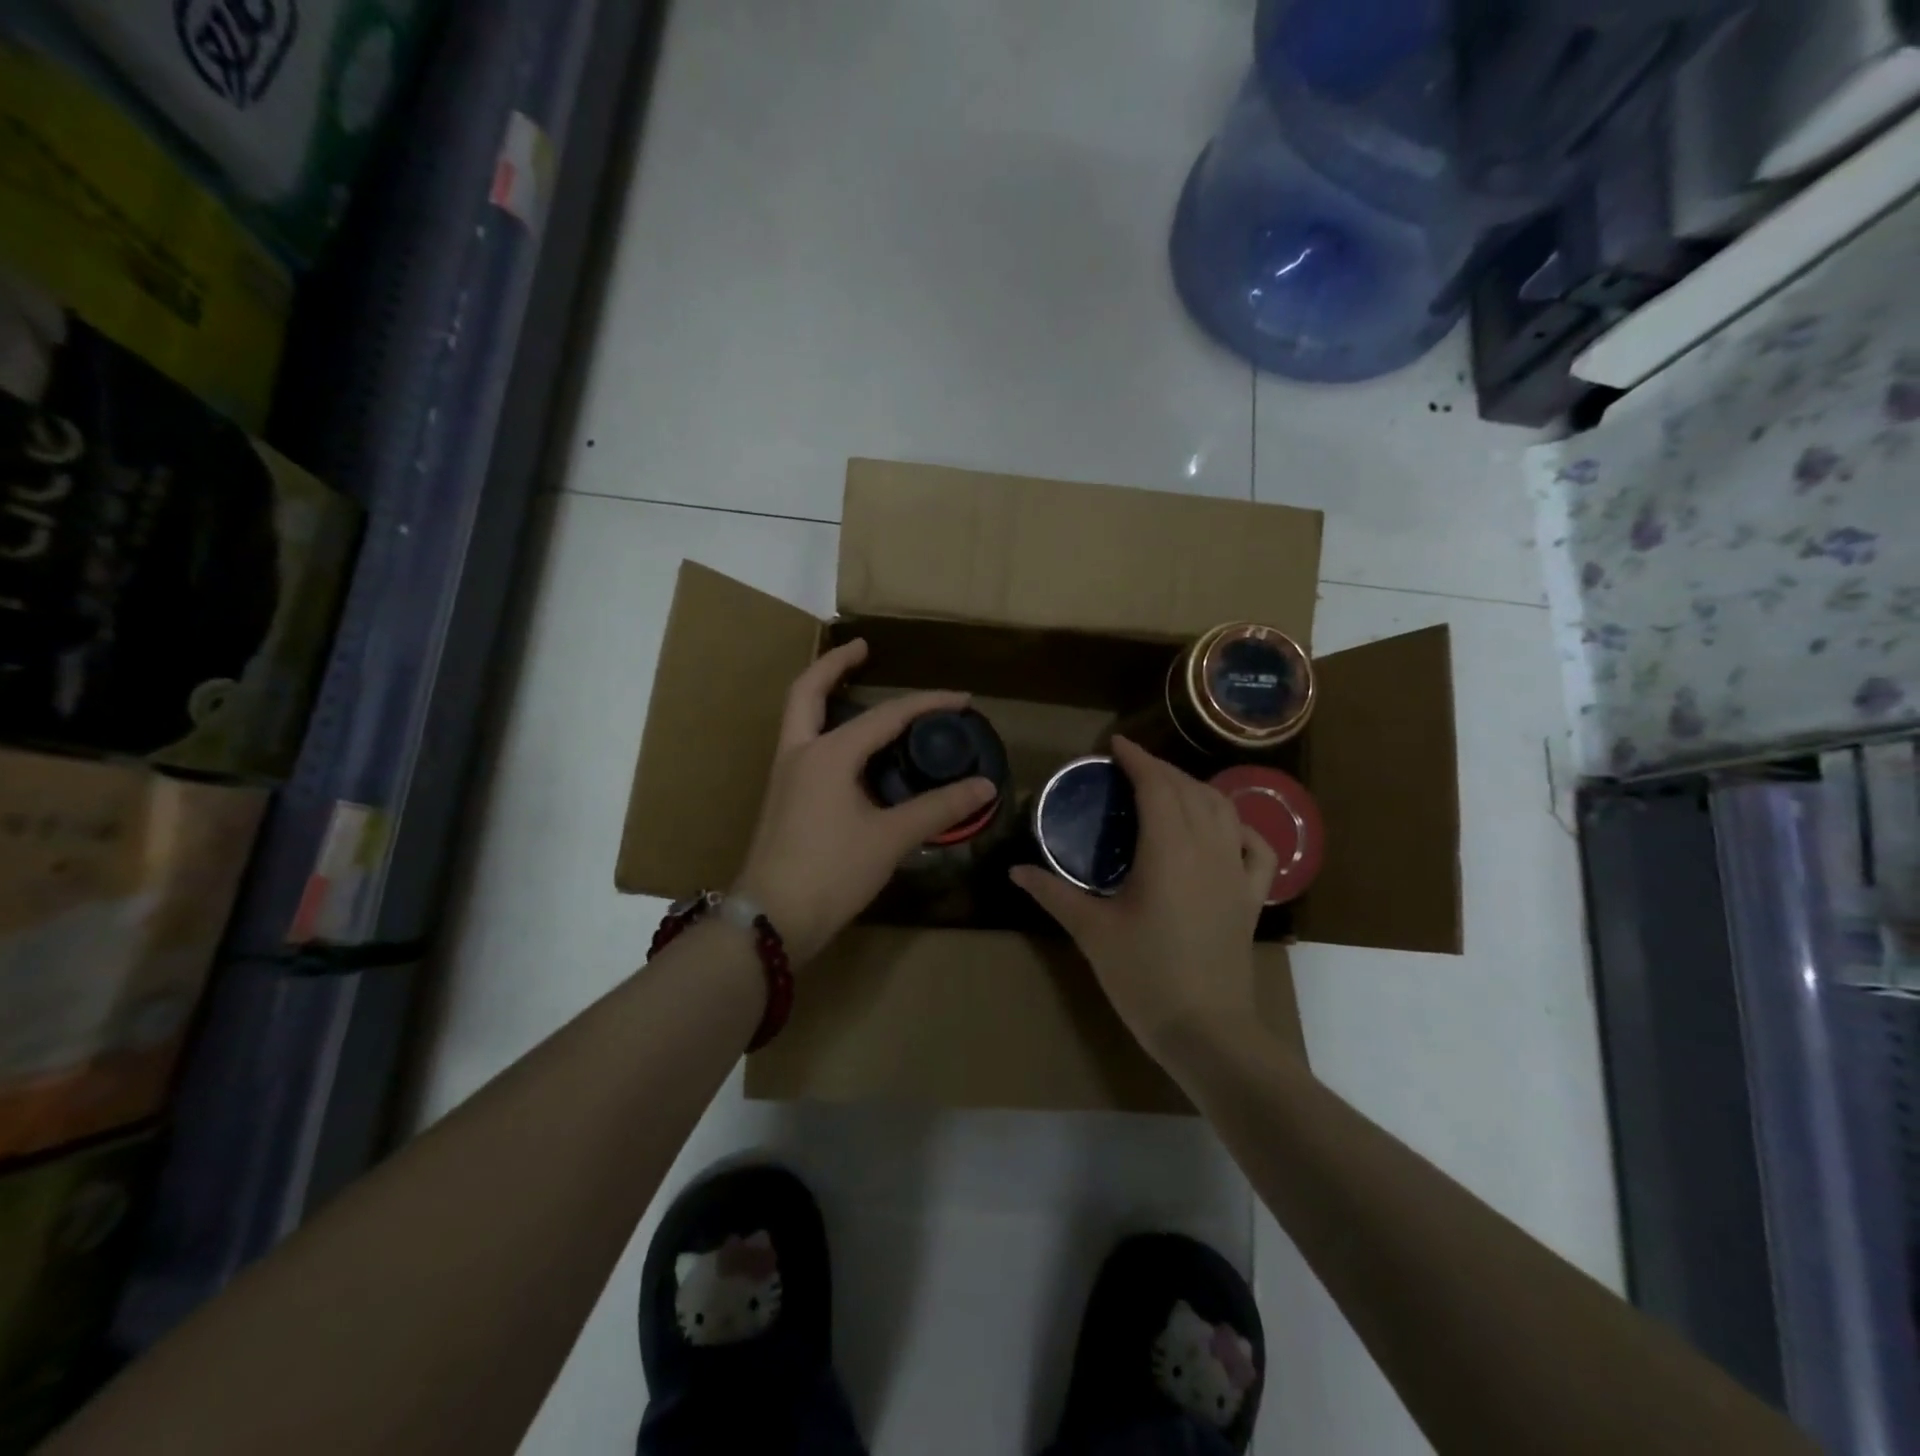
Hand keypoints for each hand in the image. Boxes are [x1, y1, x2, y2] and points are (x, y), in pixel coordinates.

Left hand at [733, 640, 995, 964]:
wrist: (772, 920)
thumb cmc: (831, 873)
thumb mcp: (891, 838)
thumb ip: (938, 808)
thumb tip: (984, 786)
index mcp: (827, 754)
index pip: (886, 716)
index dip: (928, 704)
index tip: (962, 700)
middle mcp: (800, 753)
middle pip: (808, 690)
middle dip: (835, 664)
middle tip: (864, 648)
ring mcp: (785, 775)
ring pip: (800, 716)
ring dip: (825, 694)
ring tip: (857, 688)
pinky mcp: (783, 797)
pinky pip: (805, 743)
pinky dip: (826, 728)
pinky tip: (852, 749)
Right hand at [1011, 737, 1276, 1064]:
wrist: (1205, 1029)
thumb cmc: (1143, 976)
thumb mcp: (1091, 931)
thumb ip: (1054, 893)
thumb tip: (1016, 870)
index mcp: (1168, 849)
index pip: (1156, 786)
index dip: (1137, 759)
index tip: (1115, 744)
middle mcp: (1207, 848)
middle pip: (1188, 790)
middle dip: (1160, 769)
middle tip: (1130, 767)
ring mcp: (1236, 871)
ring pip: (1223, 809)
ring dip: (1195, 788)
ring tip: (1169, 787)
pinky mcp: (1251, 896)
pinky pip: (1255, 846)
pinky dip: (1239, 826)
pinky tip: (1224, 827)